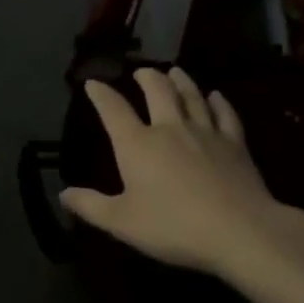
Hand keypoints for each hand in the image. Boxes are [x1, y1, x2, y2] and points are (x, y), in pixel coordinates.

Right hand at [60, 68, 297, 280]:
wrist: (240, 231)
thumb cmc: (173, 227)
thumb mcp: (122, 222)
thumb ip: (91, 206)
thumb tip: (63, 194)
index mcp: (137, 144)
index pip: (113, 110)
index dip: (101, 94)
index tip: (93, 83)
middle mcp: (169, 129)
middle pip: (158, 92)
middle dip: (147, 77)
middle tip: (141, 71)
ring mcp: (206, 133)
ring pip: (191, 96)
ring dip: (181, 81)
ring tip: (174, 71)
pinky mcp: (235, 144)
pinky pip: (225, 114)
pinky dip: (219, 102)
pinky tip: (216, 96)